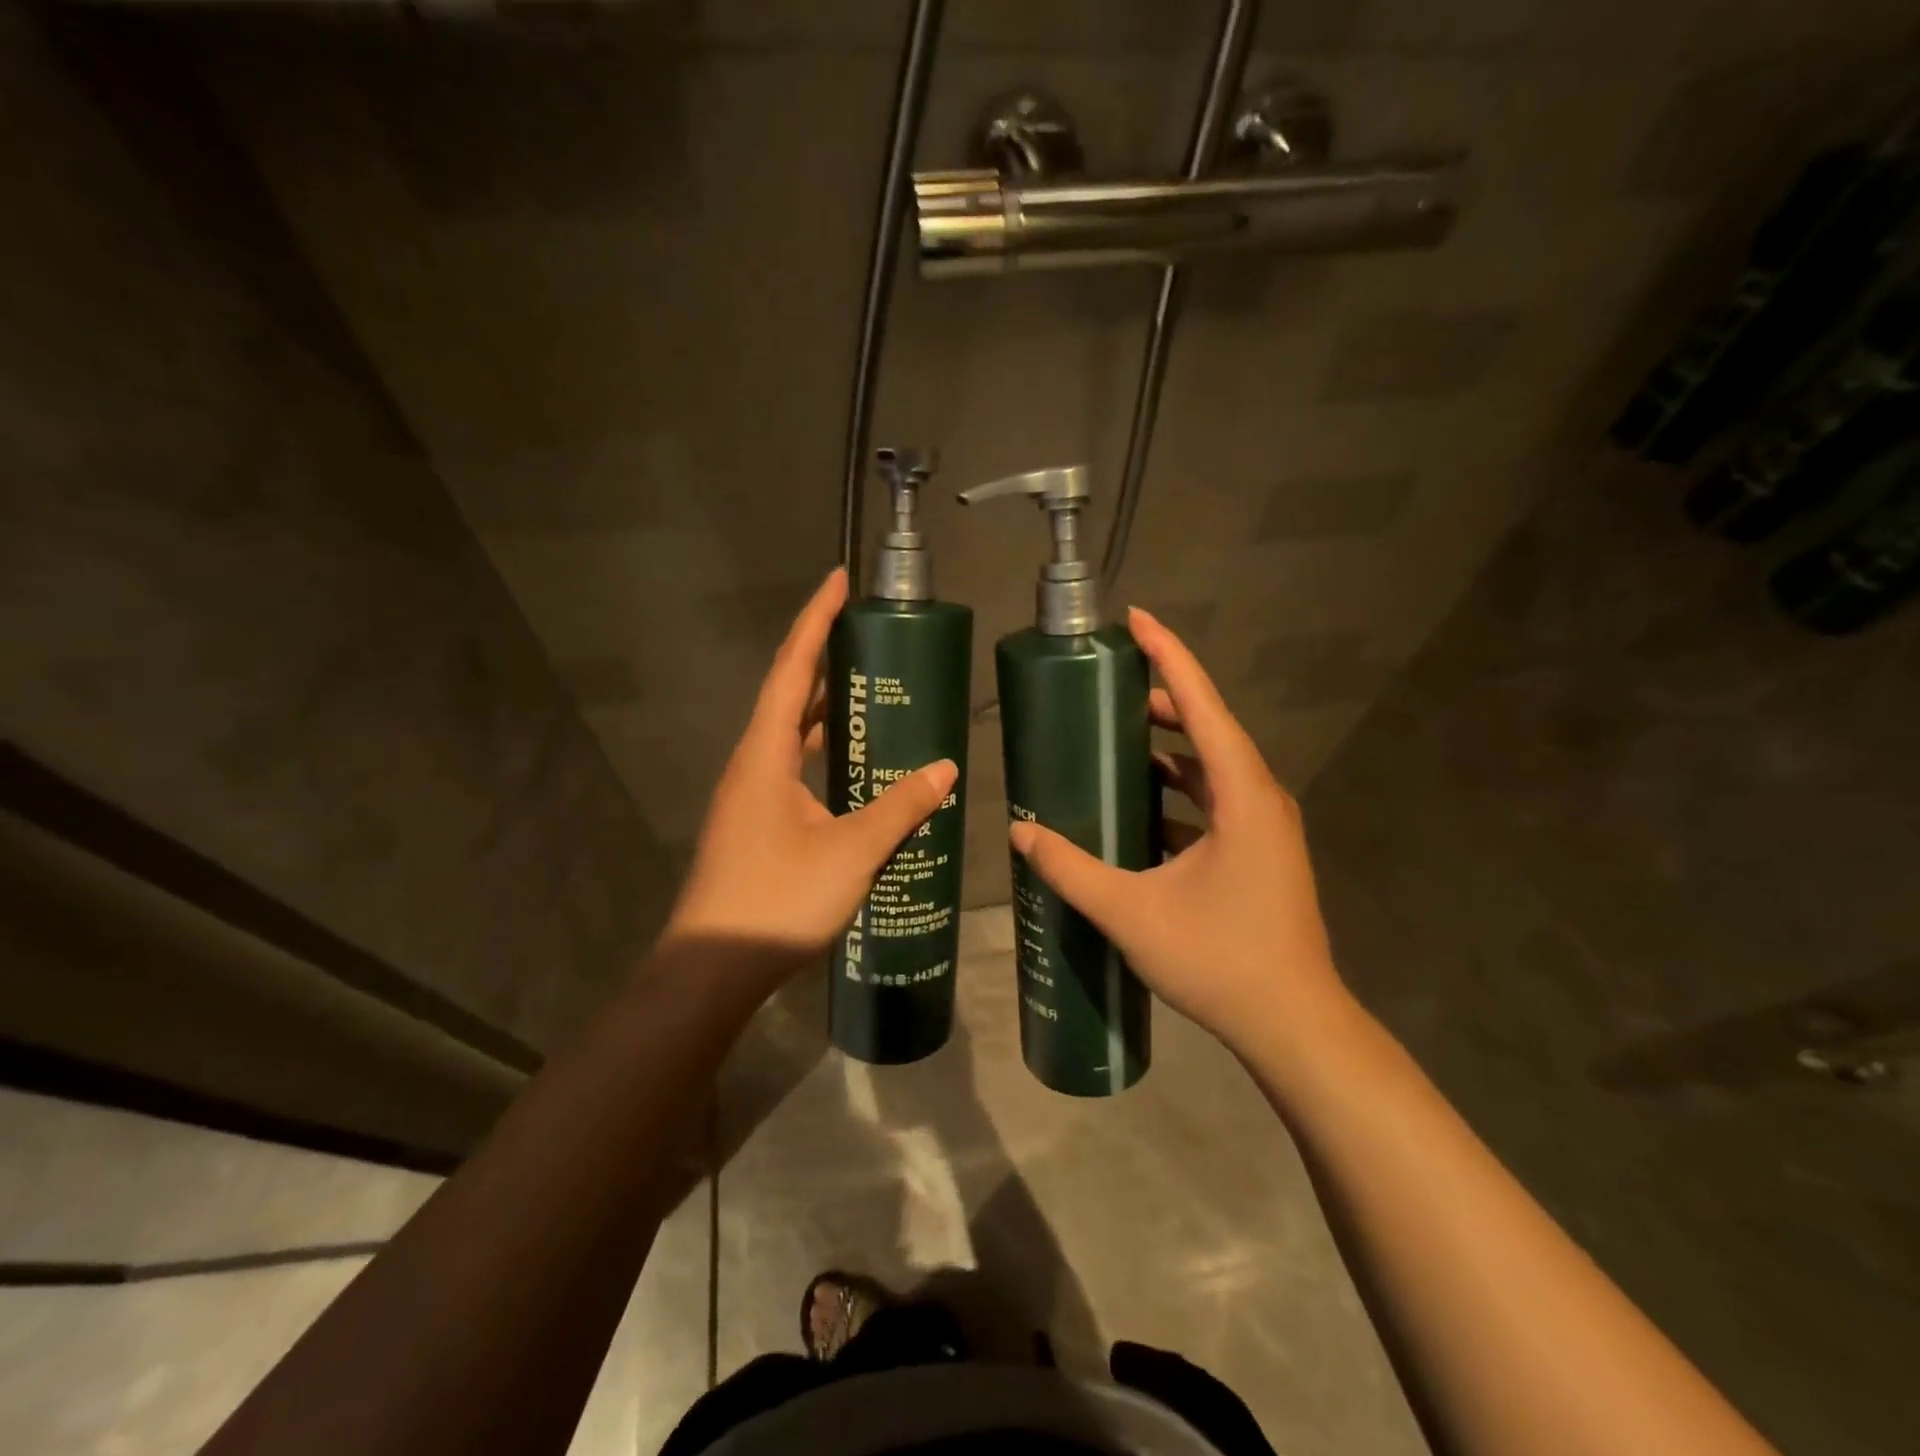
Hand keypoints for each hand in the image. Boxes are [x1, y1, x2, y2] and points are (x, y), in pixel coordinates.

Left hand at [666, 568, 957, 980]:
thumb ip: (899, 807)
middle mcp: (753, 764)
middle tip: (868, 634)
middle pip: (787, 694)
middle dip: (823, 656)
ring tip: (869, 688)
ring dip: (823, 706)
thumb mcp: (851, 852)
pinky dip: (823, 751)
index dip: (815, 621)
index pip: (790, 669)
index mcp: (765, 754)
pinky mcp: (758, 824)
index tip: (839, 581)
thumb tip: (946, 767)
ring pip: (789, 734)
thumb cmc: (777, 900)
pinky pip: (794, 767)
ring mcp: (752, 796)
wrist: (712, 969)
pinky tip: (854, 765)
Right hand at [1007, 607, 1350, 1059]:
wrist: (1293, 1024)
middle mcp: (1260, 798)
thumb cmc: (1220, 960)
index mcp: (1242, 795)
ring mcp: (1264, 827)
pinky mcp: (1259, 852)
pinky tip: (1139, 805)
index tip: (1136, 618)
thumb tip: (1021, 831)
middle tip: (1109, 686)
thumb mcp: (1131, 912)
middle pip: (1209, 728)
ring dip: (1170, 748)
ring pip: (1212, 767)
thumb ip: (1071, 868)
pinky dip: (1179, 790)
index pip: (1202, 704)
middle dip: (1162, 699)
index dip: (1169, 655)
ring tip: (1117, 736)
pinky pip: (1215, 801)